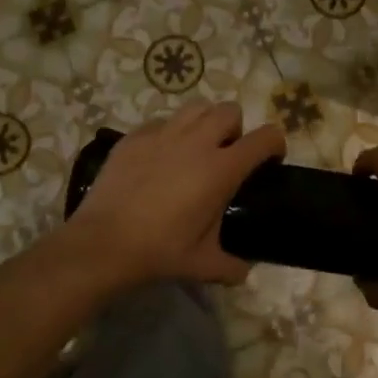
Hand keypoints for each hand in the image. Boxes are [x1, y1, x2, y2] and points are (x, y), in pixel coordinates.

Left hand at [66, 101, 286, 287]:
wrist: (102, 243)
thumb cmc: (159, 251)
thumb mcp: (202, 264)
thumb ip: (231, 266)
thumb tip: (244, 271)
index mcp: (221, 169)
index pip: (265, 138)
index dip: (275, 144)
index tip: (270, 160)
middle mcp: (197, 142)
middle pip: (230, 110)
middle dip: (236, 128)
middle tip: (226, 155)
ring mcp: (163, 134)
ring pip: (197, 107)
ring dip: (204, 122)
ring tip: (195, 147)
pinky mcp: (135, 136)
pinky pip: (161, 121)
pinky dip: (169, 133)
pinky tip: (160, 157)